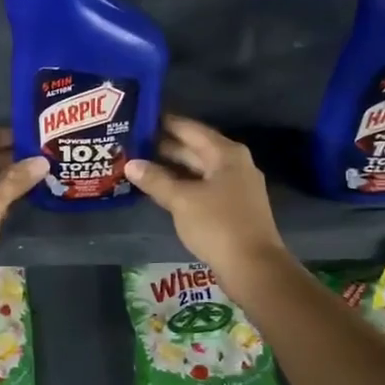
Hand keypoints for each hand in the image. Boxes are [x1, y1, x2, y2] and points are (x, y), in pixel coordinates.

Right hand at [123, 115, 288, 282]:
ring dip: (170, 168)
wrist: (254, 267)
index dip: (164, 123)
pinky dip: (181, 185)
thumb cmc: (218, 225)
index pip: (189, 129)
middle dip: (163, 146)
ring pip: (197, 169)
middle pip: (194, 148)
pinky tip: (159, 188)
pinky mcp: (231, 207)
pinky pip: (201, 187)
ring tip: (138, 164)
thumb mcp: (181, 200)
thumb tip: (131, 164)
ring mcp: (234, 186)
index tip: (138, 117)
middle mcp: (233, 164)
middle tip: (131, 142)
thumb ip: (155, 180)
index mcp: (225, 153)